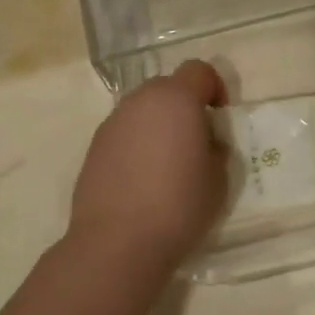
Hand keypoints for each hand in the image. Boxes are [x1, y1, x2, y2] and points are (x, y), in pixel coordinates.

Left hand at [68, 60, 229, 278]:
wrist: (117, 243)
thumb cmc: (179, 205)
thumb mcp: (219, 178)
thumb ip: (216, 148)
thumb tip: (204, 143)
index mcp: (176, 100)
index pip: (199, 71)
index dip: (215, 88)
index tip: (221, 117)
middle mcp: (140, 102)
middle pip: (168, 87)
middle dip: (185, 106)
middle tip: (197, 141)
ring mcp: (112, 124)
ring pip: (144, 111)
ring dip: (159, 125)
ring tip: (169, 164)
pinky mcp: (94, 149)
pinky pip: (125, 133)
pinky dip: (138, 145)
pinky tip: (143, 180)